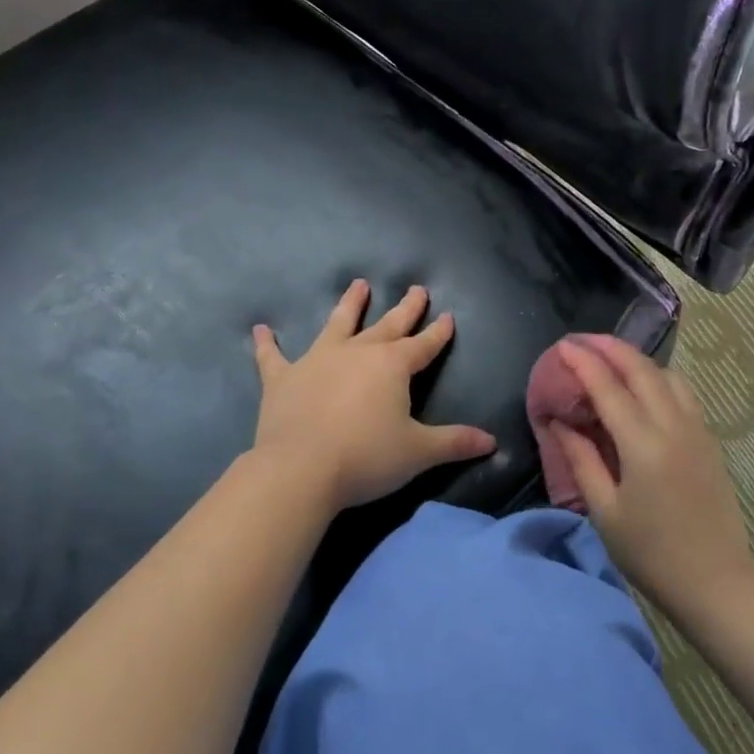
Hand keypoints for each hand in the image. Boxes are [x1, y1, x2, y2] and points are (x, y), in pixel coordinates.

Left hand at [251, 280, 496, 510]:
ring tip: (358, 284)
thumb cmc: (366, 458)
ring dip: (349, 304)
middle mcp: (358, 352)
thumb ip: (455, 442)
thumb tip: (493, 442)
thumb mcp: (418, 452)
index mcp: (393, 366)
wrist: (301, 469)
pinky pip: (273, 356)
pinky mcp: (283, 377)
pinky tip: (260, 329)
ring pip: (338, 324)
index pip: (423, 345)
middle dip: (406, 308)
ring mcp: (318, 360)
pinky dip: (267, 343)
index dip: (438, 333)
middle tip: (417, 289)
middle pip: (388, 325)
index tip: (448, 316)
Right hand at [545, 337, 753, 608]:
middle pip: (642, 370)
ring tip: (611, 359)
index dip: (584, 363)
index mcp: (644, 445)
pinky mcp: (709, 441)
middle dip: (611, 348)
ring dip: (637, 360)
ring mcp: (698, 431)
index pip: (609, 388)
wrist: (717, 585)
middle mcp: (674, 427)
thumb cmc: (652, 554)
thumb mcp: (605, 511)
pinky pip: (683, 393)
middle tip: (583, 341)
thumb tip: (560, 422)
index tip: (563, 346)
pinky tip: (643, 388)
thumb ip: (582, 460)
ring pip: (668, 376)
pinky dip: (658, 377)